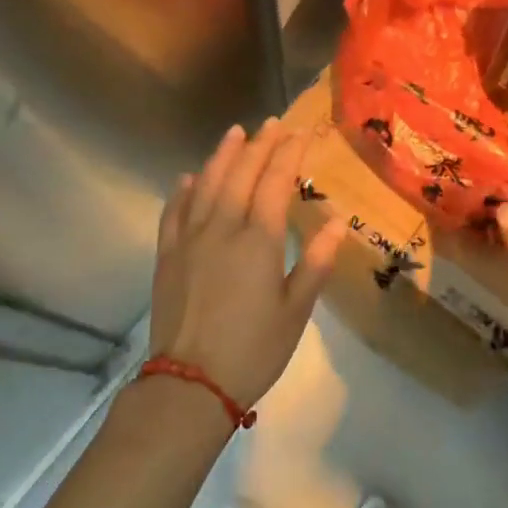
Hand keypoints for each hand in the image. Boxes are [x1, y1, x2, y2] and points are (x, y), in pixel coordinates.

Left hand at [151, 119, 347, 411]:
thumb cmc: (253, 350)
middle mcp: (222, 228)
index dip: (288, 154)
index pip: (274, 182)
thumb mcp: (296, 311)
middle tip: (273, 124)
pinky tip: (189, 178)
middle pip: (241, 174)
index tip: (300, 133)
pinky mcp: (167, 256)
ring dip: (222, 156)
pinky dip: (184, 191)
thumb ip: (315, 262)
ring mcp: (190, 240)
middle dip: (259, 145)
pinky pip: (174, 213)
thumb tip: (339, 221)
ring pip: (207, 185)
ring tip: (234, 132)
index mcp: (258, 240)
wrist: (190, 384)